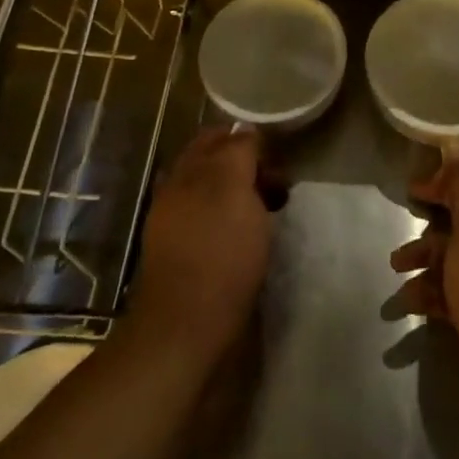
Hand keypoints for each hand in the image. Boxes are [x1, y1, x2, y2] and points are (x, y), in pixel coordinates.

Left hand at [126, 127, 274, 360]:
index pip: (220, 138)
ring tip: (271, 215)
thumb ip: (238, 152)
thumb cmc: (219, 253)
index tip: (279, 162)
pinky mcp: (184, 259)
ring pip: (216, 196)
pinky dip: (235, 223)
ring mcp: (177, 228)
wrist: (187, 329)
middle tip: (280, 189)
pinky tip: (251, 240)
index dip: (251, 142)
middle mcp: (177, 194)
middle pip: (216, 166)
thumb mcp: (233, 189)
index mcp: (187, 173)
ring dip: (244, 197)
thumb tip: (244, 130)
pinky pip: (213, 225)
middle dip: (250, 169)